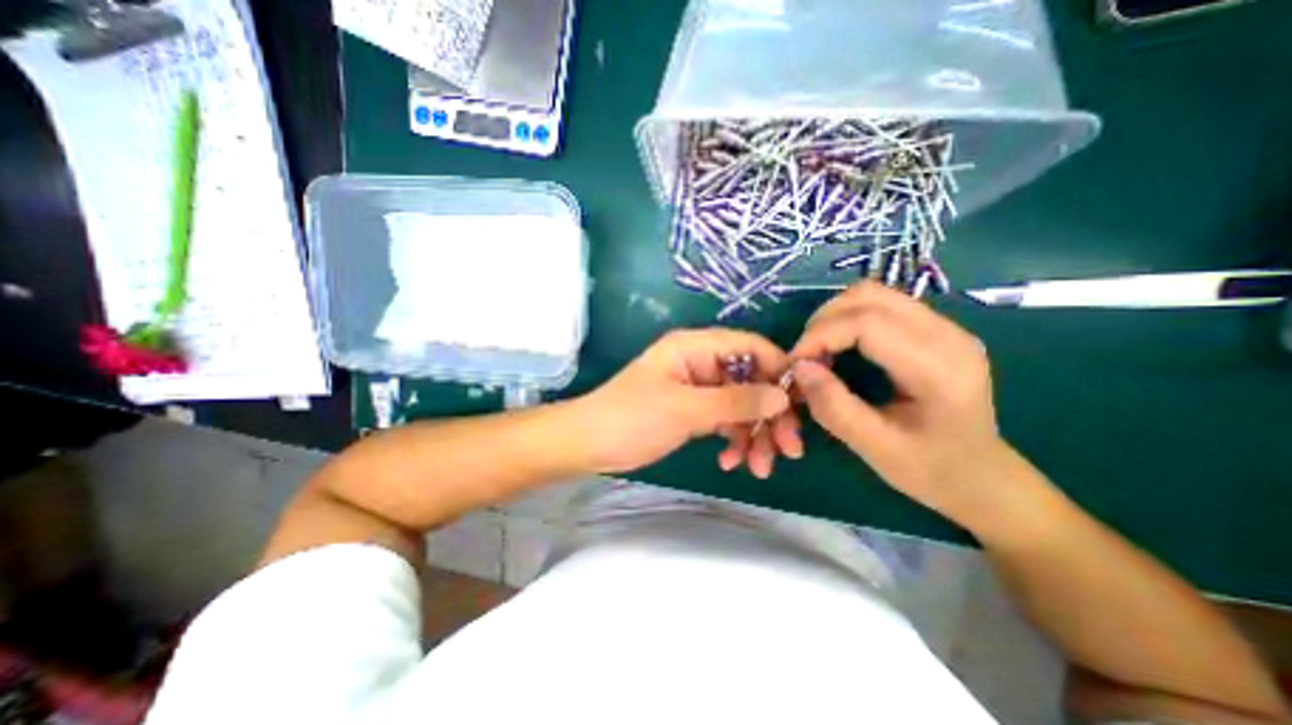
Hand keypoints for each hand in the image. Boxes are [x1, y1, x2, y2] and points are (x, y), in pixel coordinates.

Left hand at [572, 328, 798, 474]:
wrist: (590, 444)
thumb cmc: (632, 418)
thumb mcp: (686, 409)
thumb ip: (736, 401)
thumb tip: (783, 397)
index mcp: (695, 347)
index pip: (750, 347)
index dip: (778, 370)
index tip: (799, 403)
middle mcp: (700, 362)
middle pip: (751, 380)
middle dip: (769, 414)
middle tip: (788, 449)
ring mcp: (698, 389)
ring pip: (740, 405)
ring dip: (754, 435)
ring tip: (760, 468)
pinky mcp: (694, 411)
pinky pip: (725, 421)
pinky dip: (733, 441)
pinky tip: (730, 462)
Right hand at [793, 280, 1015, 515]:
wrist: (982, 478)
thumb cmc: (931, 470)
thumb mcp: (875, 449)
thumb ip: (834, 407)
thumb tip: (799, 368)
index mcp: (939, 368)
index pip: (867, 323)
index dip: (821, 335)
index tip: (795, 363)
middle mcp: (947, 335)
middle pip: (869, 296)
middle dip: (824, 321)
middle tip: (805, 356)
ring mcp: (945, 327)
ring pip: (873, 294)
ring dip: (834, 316)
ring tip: (819, 350)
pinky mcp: (935, 329)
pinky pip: (881, 305)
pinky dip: (848, 318)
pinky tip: (840, 347)